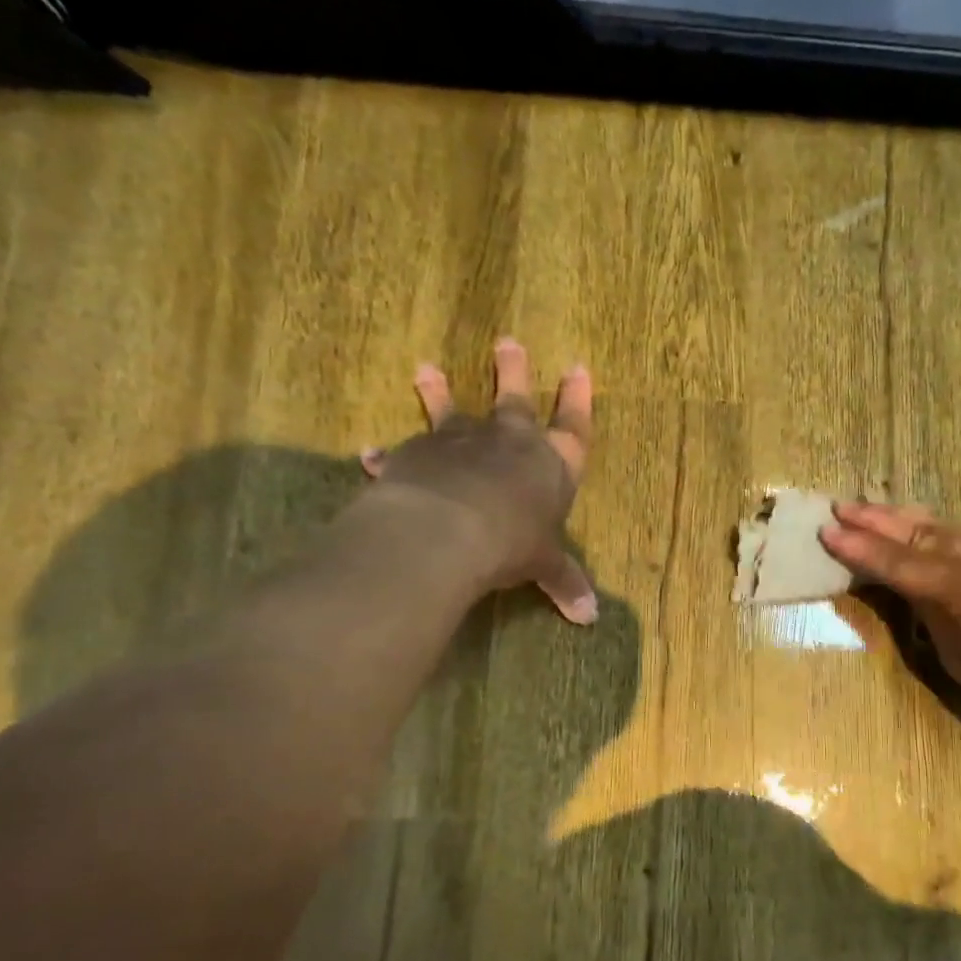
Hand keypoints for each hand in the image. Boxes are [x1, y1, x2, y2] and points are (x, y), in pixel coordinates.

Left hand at [358, 338, 596, 623]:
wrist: (449, 529)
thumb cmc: (512, 542)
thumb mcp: (543, 565)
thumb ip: (563, 582)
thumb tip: (590, 618)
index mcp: (549, 464)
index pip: (573, 426)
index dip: (578, 400)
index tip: (577, 368)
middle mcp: (507, 442)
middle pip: (515, 400)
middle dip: (514, 371)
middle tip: (507, 342)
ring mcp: (460, 443)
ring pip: (451, 410)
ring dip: (439, 391)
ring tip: (425, 369)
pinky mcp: (418, 453)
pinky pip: (403, 451)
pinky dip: (388, 456)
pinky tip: (370, 455)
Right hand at [821, 502, 960, 746]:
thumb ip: (934, 616)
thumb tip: (910, 588)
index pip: (905, 565)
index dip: (864, 549)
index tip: (829, 532)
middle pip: (926, 534)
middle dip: (880, 520)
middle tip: (842, 507)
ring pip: (952, 528)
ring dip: (909, 520)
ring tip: (873, 509)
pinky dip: (943, 532)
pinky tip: (924, 529)